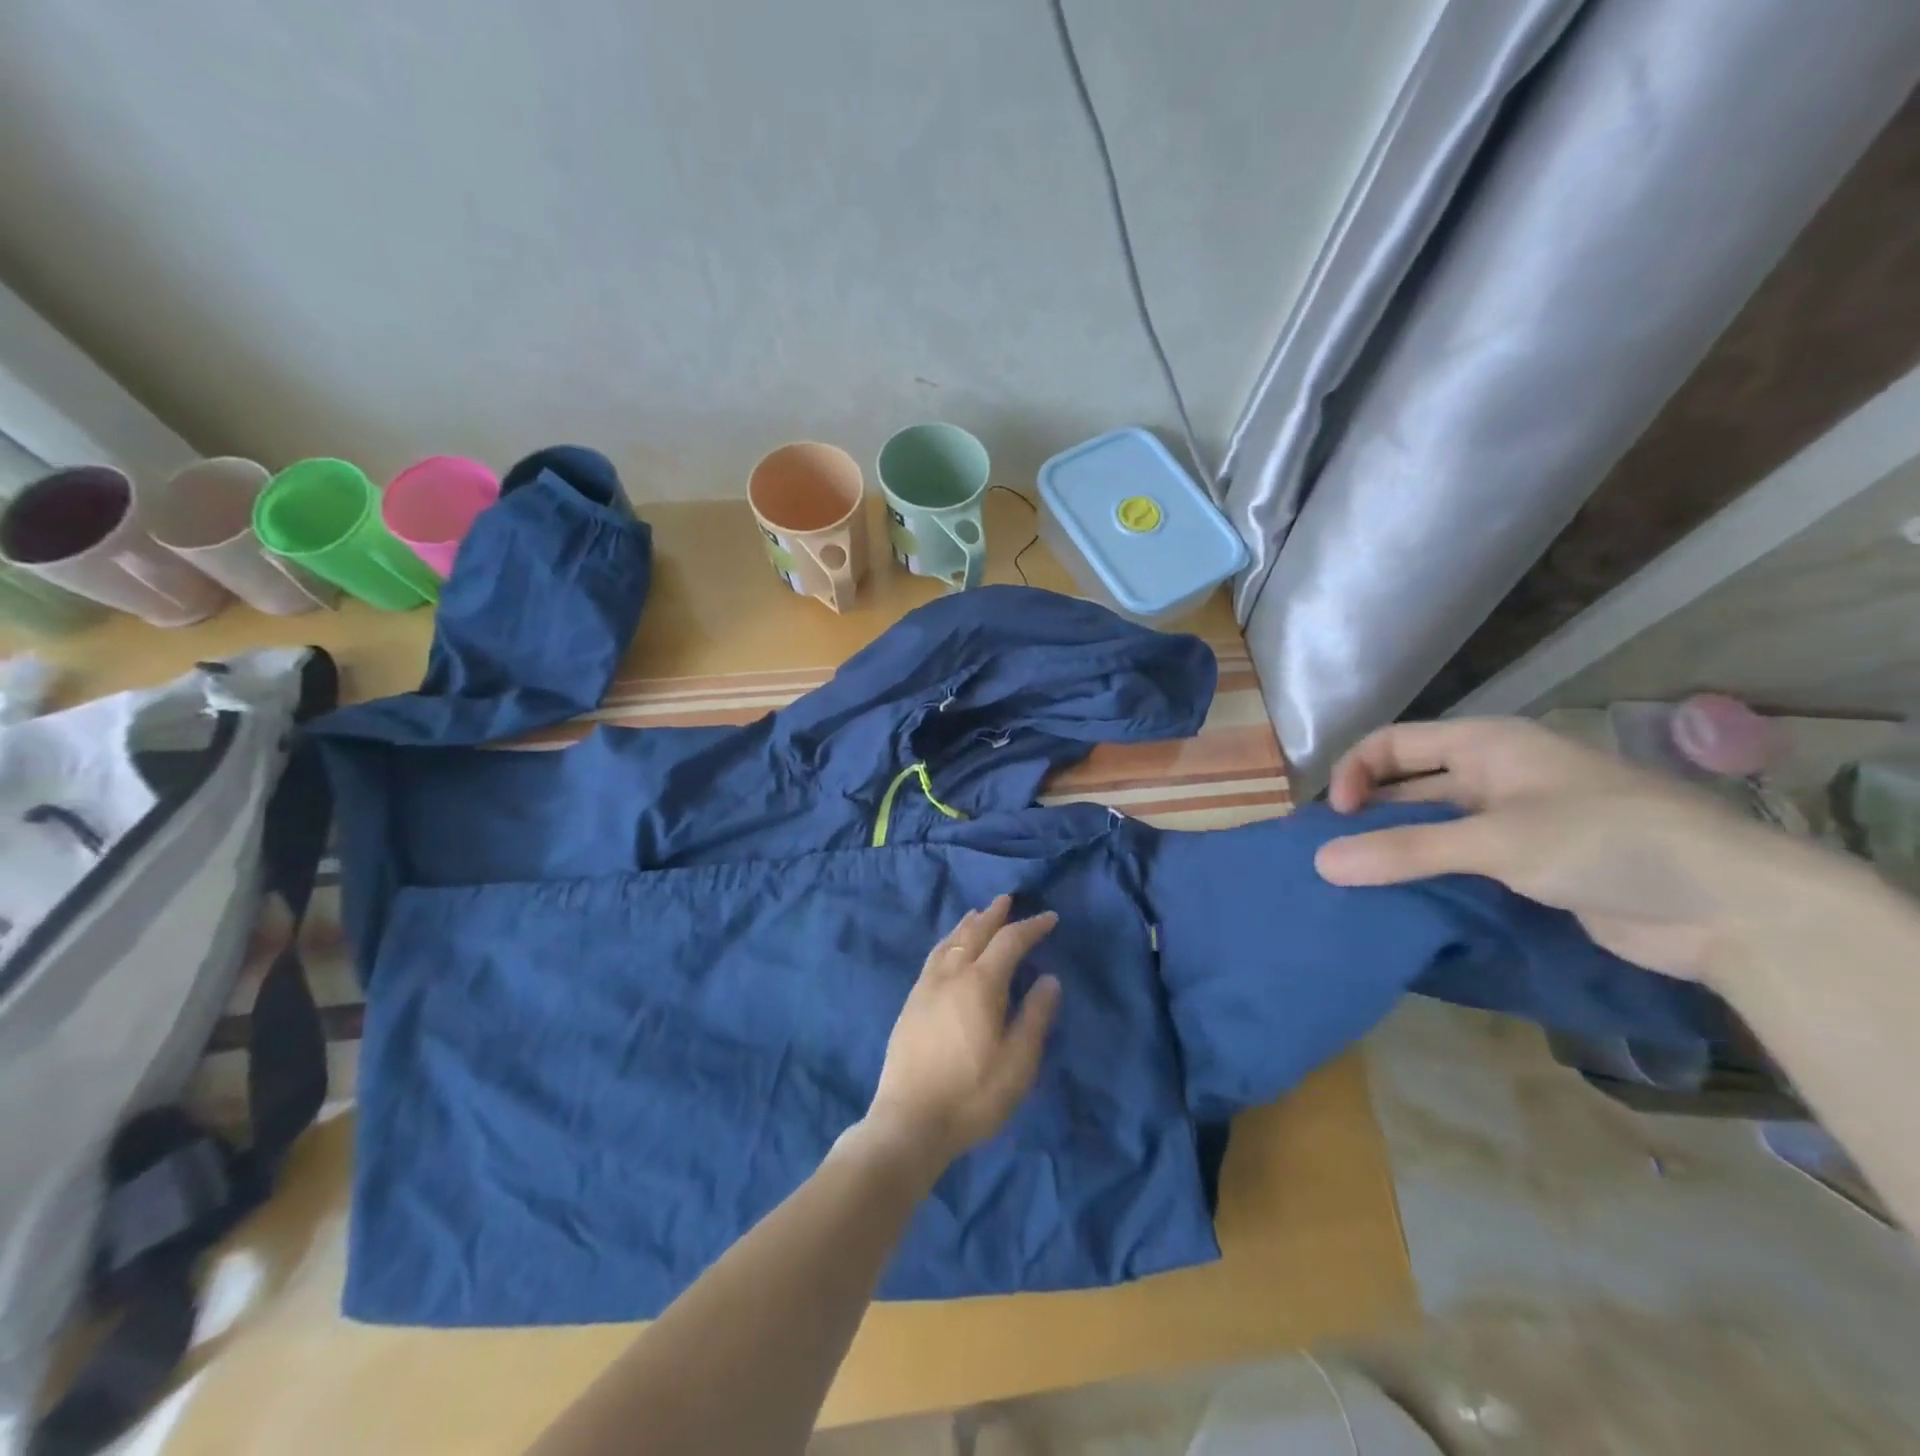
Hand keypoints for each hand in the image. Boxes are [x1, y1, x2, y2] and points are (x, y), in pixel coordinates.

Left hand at [865, 896, 1060, 1170]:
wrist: (909, 1121)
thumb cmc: (972, 1095)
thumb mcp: (1018, 1063)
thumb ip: (1035, 1017)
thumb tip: (1049, 979)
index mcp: (981, 984)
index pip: (1010, 942)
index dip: (1031, 927)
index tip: (1050, 918)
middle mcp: (951, 975)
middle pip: (974, 933)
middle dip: (994, 915)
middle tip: (1007, 899)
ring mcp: (926, 987)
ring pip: (949, 942)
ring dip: (967, 925)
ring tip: (978, 914)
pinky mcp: (911, 1003)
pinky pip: (933, 957)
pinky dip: (947, 942)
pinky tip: (948, 949)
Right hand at [1312, 718, 1830, 987]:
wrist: (1731, 909)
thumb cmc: (1609, 843)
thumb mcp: (1499, 841)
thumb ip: (1406, 850)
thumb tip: (1319, 863)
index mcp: (1486, 745)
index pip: (1393, 743)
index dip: (1355, 771)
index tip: (1337, 818)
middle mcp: (1492, 775)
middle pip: (1406, 784)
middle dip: (1365, 813)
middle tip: (1328, 853)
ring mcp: (1510, 821)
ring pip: (1429, 826)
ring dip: (1392, 847)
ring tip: (1350, 880)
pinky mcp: (1525, 865)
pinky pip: (1455, 860)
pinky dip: (1423, 875)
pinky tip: (1397, 899)